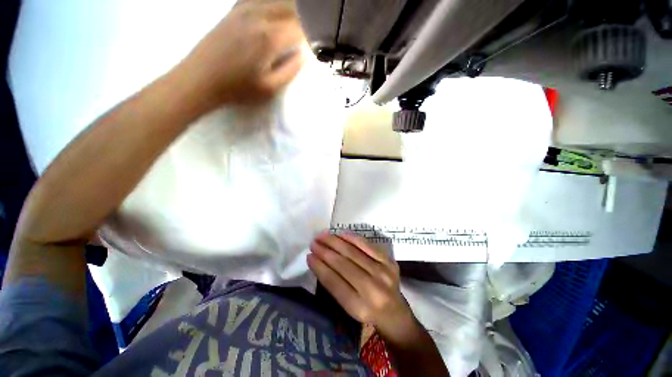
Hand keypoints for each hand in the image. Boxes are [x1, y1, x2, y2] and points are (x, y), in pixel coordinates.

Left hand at [178, 0, 304, 105]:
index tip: (316, 43)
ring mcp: (244, 9)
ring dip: (290, 9)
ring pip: (276, 1)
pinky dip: (272, 5)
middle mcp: (259, 16)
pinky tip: (276, 13)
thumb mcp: (270, 88)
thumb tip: (302, 55)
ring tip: (297, 24)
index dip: (312, 34)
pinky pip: (258, 0)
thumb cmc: (238, 88)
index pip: (300, 28)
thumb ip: (290, 70)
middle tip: (310, 31)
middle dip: (304, 18)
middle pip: (290, 8)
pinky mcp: (234, 10)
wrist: (200, 78)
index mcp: (270, 37)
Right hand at [307, 232, 416, 336]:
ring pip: (353, 252)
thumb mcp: (348, 308)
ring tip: (323, 235)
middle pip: (343, 264)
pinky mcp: (389, 262)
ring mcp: (383, 273)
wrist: (395, 312)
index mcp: (359, 307)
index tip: (309, 256)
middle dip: (325, 251)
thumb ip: (334, 286)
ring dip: (335, 242)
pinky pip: (367, 245)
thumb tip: (318, 261)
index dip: (319, 267)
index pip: (334, 282)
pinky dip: (352, 238)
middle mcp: (372, 289)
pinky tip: (341, 234)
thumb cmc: (367, 311)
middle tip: (313, 242)